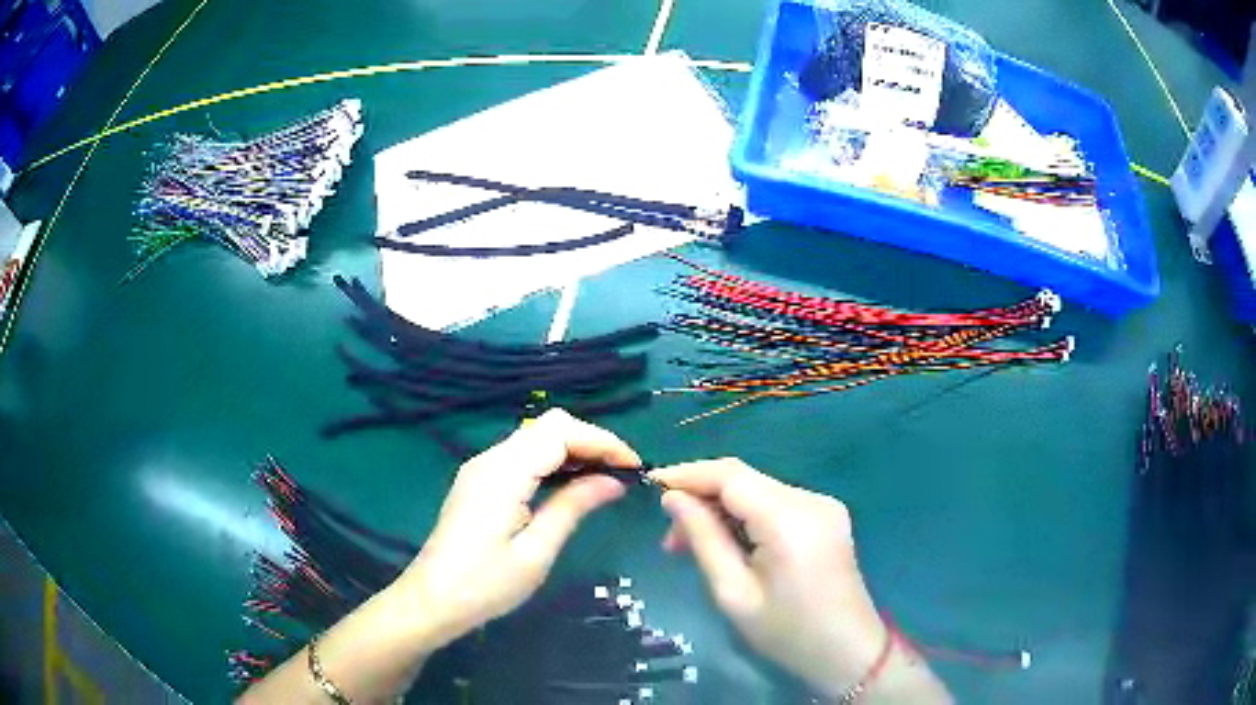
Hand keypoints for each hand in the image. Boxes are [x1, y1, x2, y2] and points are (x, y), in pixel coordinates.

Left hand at [397, 409, 638, 648]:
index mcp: (504, 473)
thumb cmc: (486, 584)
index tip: (635, 467)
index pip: (560, 432)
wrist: (432, 600)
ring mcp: (481, 468)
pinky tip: (570, 486)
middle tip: (622, 474)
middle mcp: (490, 459)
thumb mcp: (537, 551)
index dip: (602, 441)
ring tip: (606, 480)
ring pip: (536, 439)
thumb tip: (614, 481)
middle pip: (548, 426)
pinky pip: (523, 456)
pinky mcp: (479, 482)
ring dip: (573, 450)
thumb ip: (574, 507)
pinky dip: (553, 462)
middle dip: (591, 441)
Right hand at [650, 459, 887, 697]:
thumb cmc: (787, 633)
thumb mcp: (733, 593)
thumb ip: (703, 539)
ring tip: (693, 547)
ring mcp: (824, 505)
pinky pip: (776, 504)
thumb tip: (673, 499)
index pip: (730, 475)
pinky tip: (731, 545)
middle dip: (702, 499)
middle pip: (744, 480)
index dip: (688, 474)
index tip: (650, 485)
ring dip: (722, 511)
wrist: (848, 652)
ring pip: (758, 491)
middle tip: (670, 540)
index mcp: (790, 519)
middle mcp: (811, 500)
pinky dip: (746, 517)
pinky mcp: (827, 516)